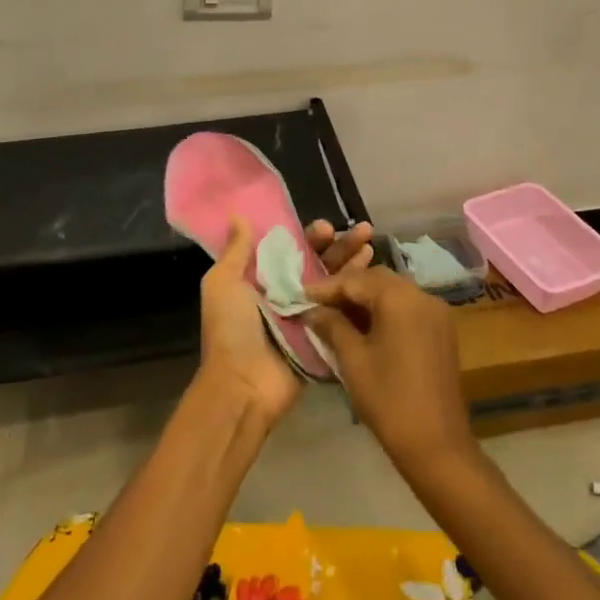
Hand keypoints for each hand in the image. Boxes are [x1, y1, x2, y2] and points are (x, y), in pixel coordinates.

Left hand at [196, 216, 373, 427]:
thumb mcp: (223, 284)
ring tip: (371, 245)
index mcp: (263, 280)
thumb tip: (237, 214)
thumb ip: (236, 251)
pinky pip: (344, 312)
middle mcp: (288, 295)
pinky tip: (376, 276)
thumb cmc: (231, 329)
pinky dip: (359, 295)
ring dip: (353, 264)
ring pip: (336, 284)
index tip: (327, 227)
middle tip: (361, 230)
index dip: (310, 237)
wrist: (243, 385)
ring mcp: (310, 317)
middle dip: (339, 246)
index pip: (293, 249)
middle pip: (319, 264)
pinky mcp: (325, 338)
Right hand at [302, 266, 475, 475]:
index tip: (301, 294)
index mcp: (400, 298)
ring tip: (337, 313)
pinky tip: (366, 326)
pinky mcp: (442, 330)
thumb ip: (332, 326)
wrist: (437, 444)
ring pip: (394, 292)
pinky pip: (409, 308)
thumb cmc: (389, 399)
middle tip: (319, 303)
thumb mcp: (352, 359)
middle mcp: (423, 295)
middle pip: (378, 280)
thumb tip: (312, 310)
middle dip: (347, 288)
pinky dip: (386, 310)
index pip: (356, 280)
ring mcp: (437, 312)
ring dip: (367, 298)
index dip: (326, 287)